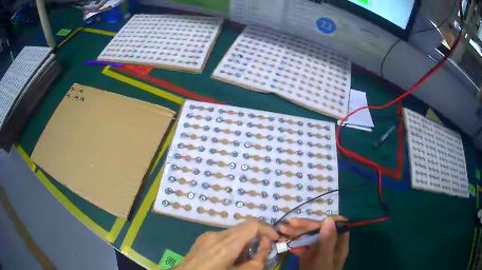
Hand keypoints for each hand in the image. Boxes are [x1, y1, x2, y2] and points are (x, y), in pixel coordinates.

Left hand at [176, 218, 278, 269]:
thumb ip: (257, 261)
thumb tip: (266, 245)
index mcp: (226, 245)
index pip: (252, 224)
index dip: (267, 229)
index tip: (274, 239)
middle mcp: (216, 235)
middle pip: (243, 228)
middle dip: (256, 237)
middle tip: (260, 253)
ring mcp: (207, 235)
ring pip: (233, 232)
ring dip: (243, 242)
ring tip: (241, 259)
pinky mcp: (202, 238)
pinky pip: (223, 236)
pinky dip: (232, 243)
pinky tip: (228, 258)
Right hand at [279, 217, 348, 269]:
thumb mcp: (323, 259)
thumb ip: (327, 241)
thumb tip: (329, 219)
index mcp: (338, 244)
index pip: (337, 225)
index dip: (326, 220)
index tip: (312, 221)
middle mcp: (329, 244)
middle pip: (320, 229)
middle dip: (305, 225)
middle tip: (289, 224)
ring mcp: (318, 250)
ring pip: (309, 236)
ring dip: (296, 232)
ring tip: (282, 228)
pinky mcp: (308, 256)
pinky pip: (301, 245)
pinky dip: (292, 242)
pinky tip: (283, 240)